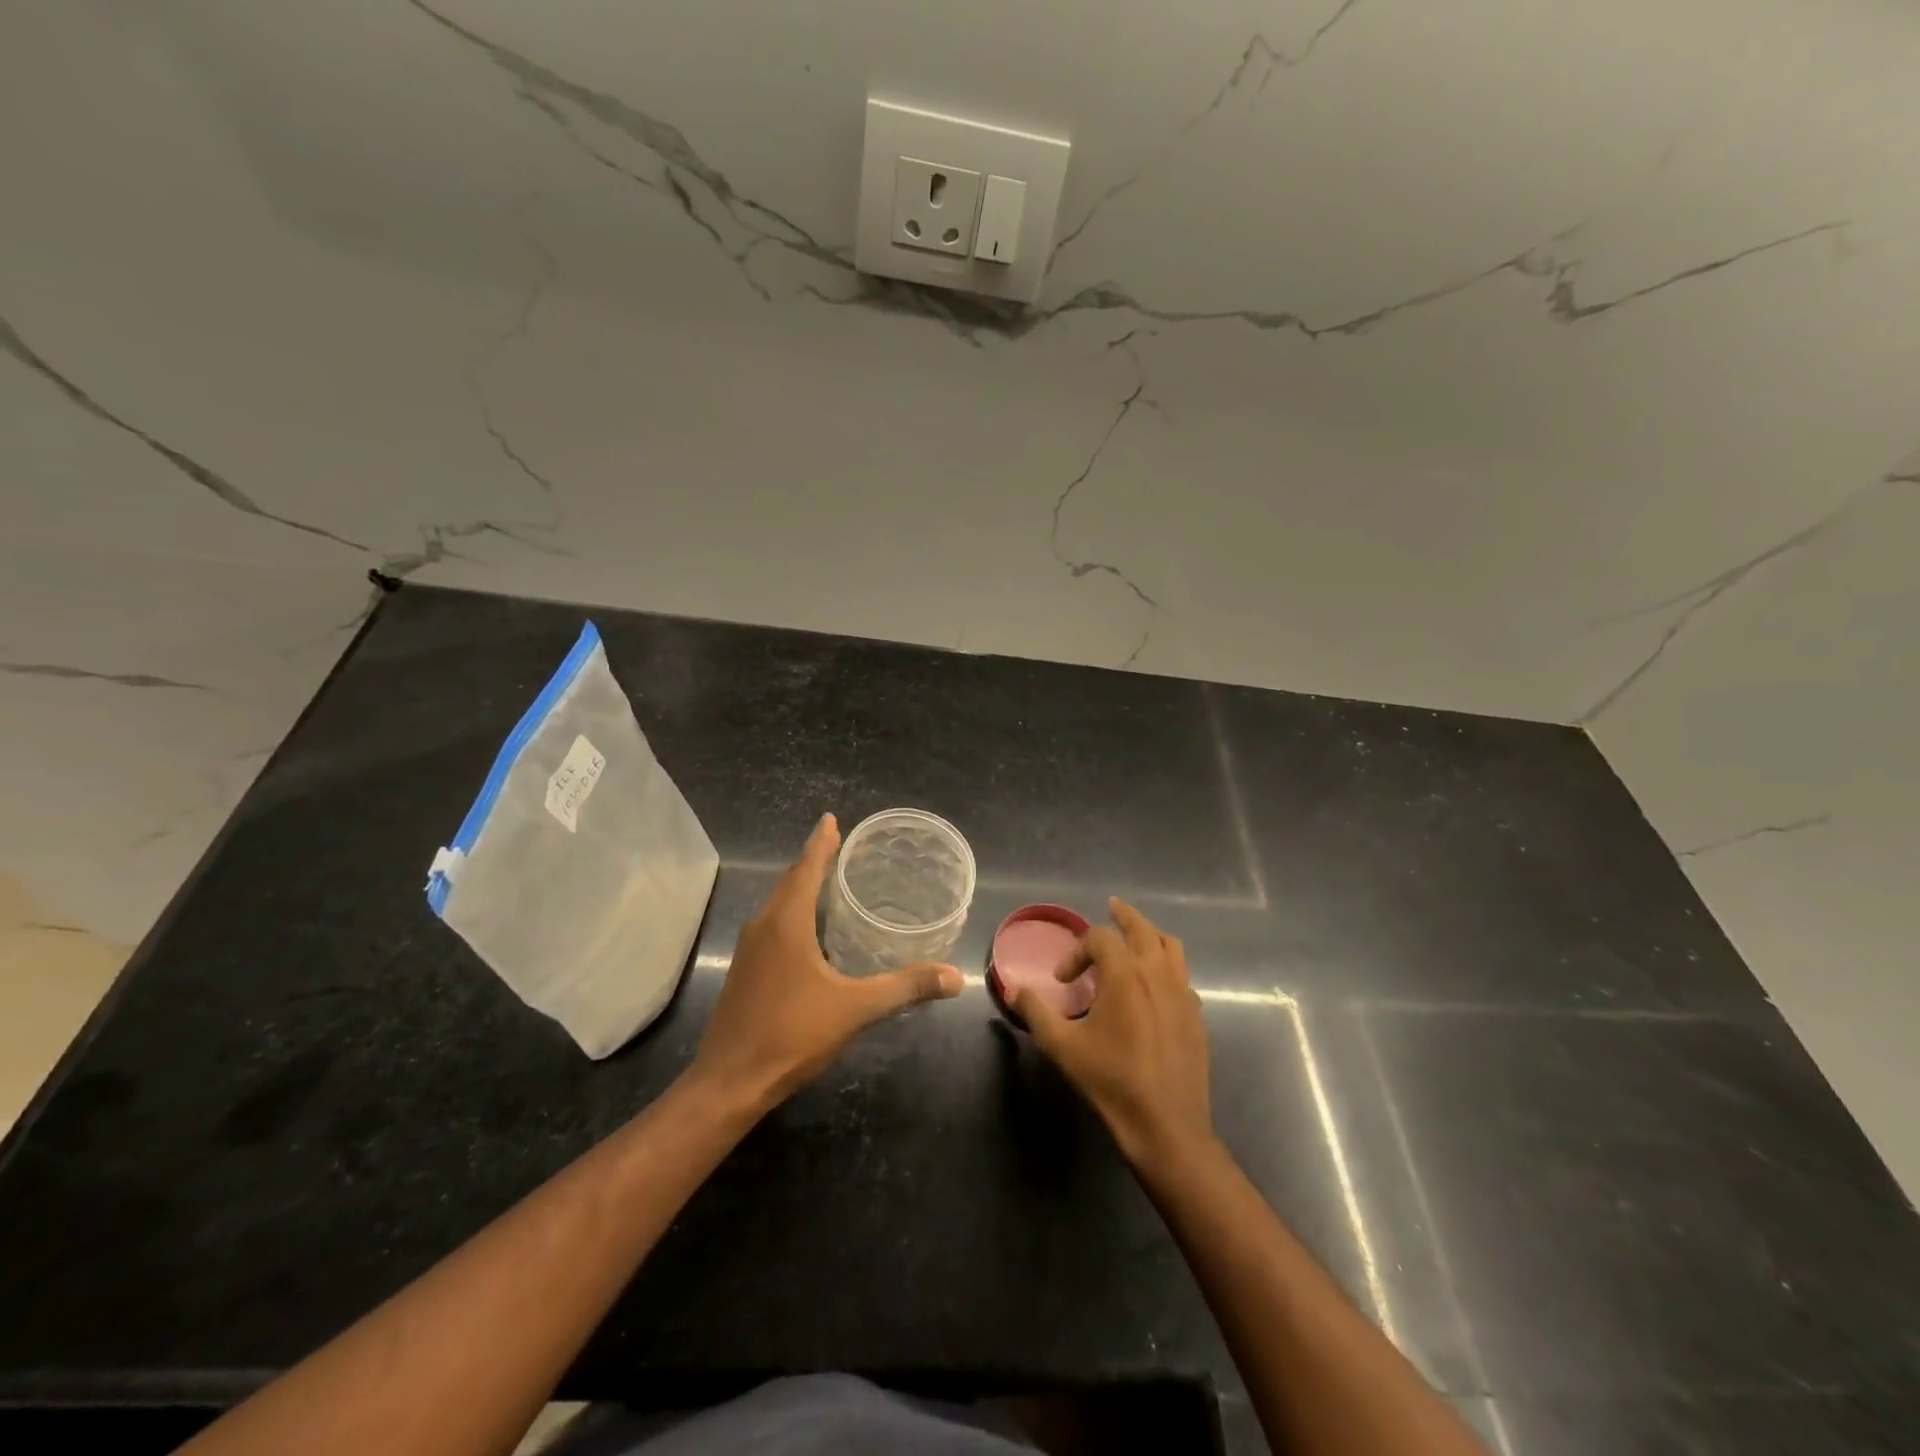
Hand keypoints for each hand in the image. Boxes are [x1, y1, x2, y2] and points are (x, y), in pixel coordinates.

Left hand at [689, 813, 962, 1112]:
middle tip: (841, 846)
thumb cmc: (791, 1034)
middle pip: (790, 881)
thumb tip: (954, 976)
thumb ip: (904, 988)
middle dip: (813, 860)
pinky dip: (793, 912)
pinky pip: (772, 925)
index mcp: (786, 922)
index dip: (821, 842)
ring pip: (778, 904)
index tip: (832, 819)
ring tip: (829, 881)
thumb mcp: (855, 1008)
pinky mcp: (745, 971)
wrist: (729, 1082)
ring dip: (801, 887)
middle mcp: (763, 926)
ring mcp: (749, 949)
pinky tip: (810, 930)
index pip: (806, 867)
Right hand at [1012, 899, 1213, 1168]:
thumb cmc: (1111, 1081)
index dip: (1076, 951)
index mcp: (1125, 974)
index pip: (1099, 938)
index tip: (1062, 981)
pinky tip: (1154, 987)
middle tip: (1111, 907)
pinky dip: (1166, 968)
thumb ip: (1035, 1011)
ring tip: (1136, 938)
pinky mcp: (1197, 1016)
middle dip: (1124, 916)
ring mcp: (1183, 993)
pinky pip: (1182, 977)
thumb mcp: (1061, 1046)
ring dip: (1150, 935)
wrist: (1166, 1126)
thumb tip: (1015, 989)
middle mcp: (1158, 973)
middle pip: (1143, 928)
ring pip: (1171, 947)